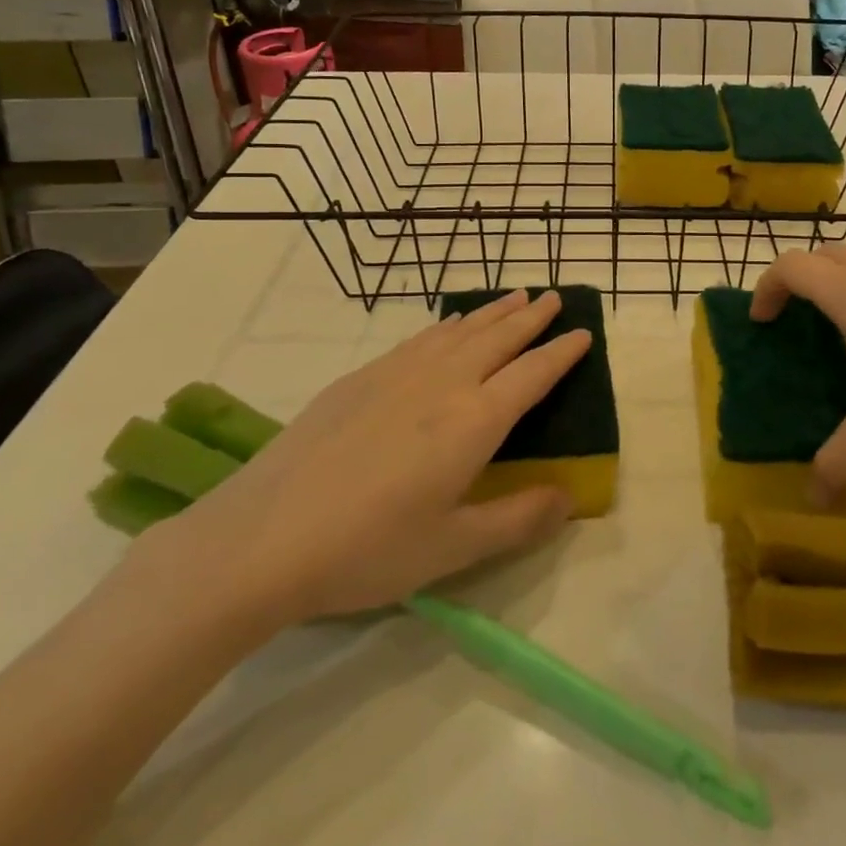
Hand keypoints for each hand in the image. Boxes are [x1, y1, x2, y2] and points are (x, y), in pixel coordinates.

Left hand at [138, 290, 588, 633]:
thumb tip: (570, 496)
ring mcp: (396, 375)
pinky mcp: (359, 379)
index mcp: (473, 421)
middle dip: (531, 317)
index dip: (562, 353)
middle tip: (554, 296)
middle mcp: (442, 384)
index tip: (584, 332)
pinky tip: (448, 327)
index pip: (531, 375)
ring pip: (459, 331)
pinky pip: (420, 339)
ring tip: (514, 297)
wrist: (261, 537)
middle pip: (498, 339)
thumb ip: (518, 519)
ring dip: (492, 313)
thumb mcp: (453, 548)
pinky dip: (448, 326)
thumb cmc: (367, 548)